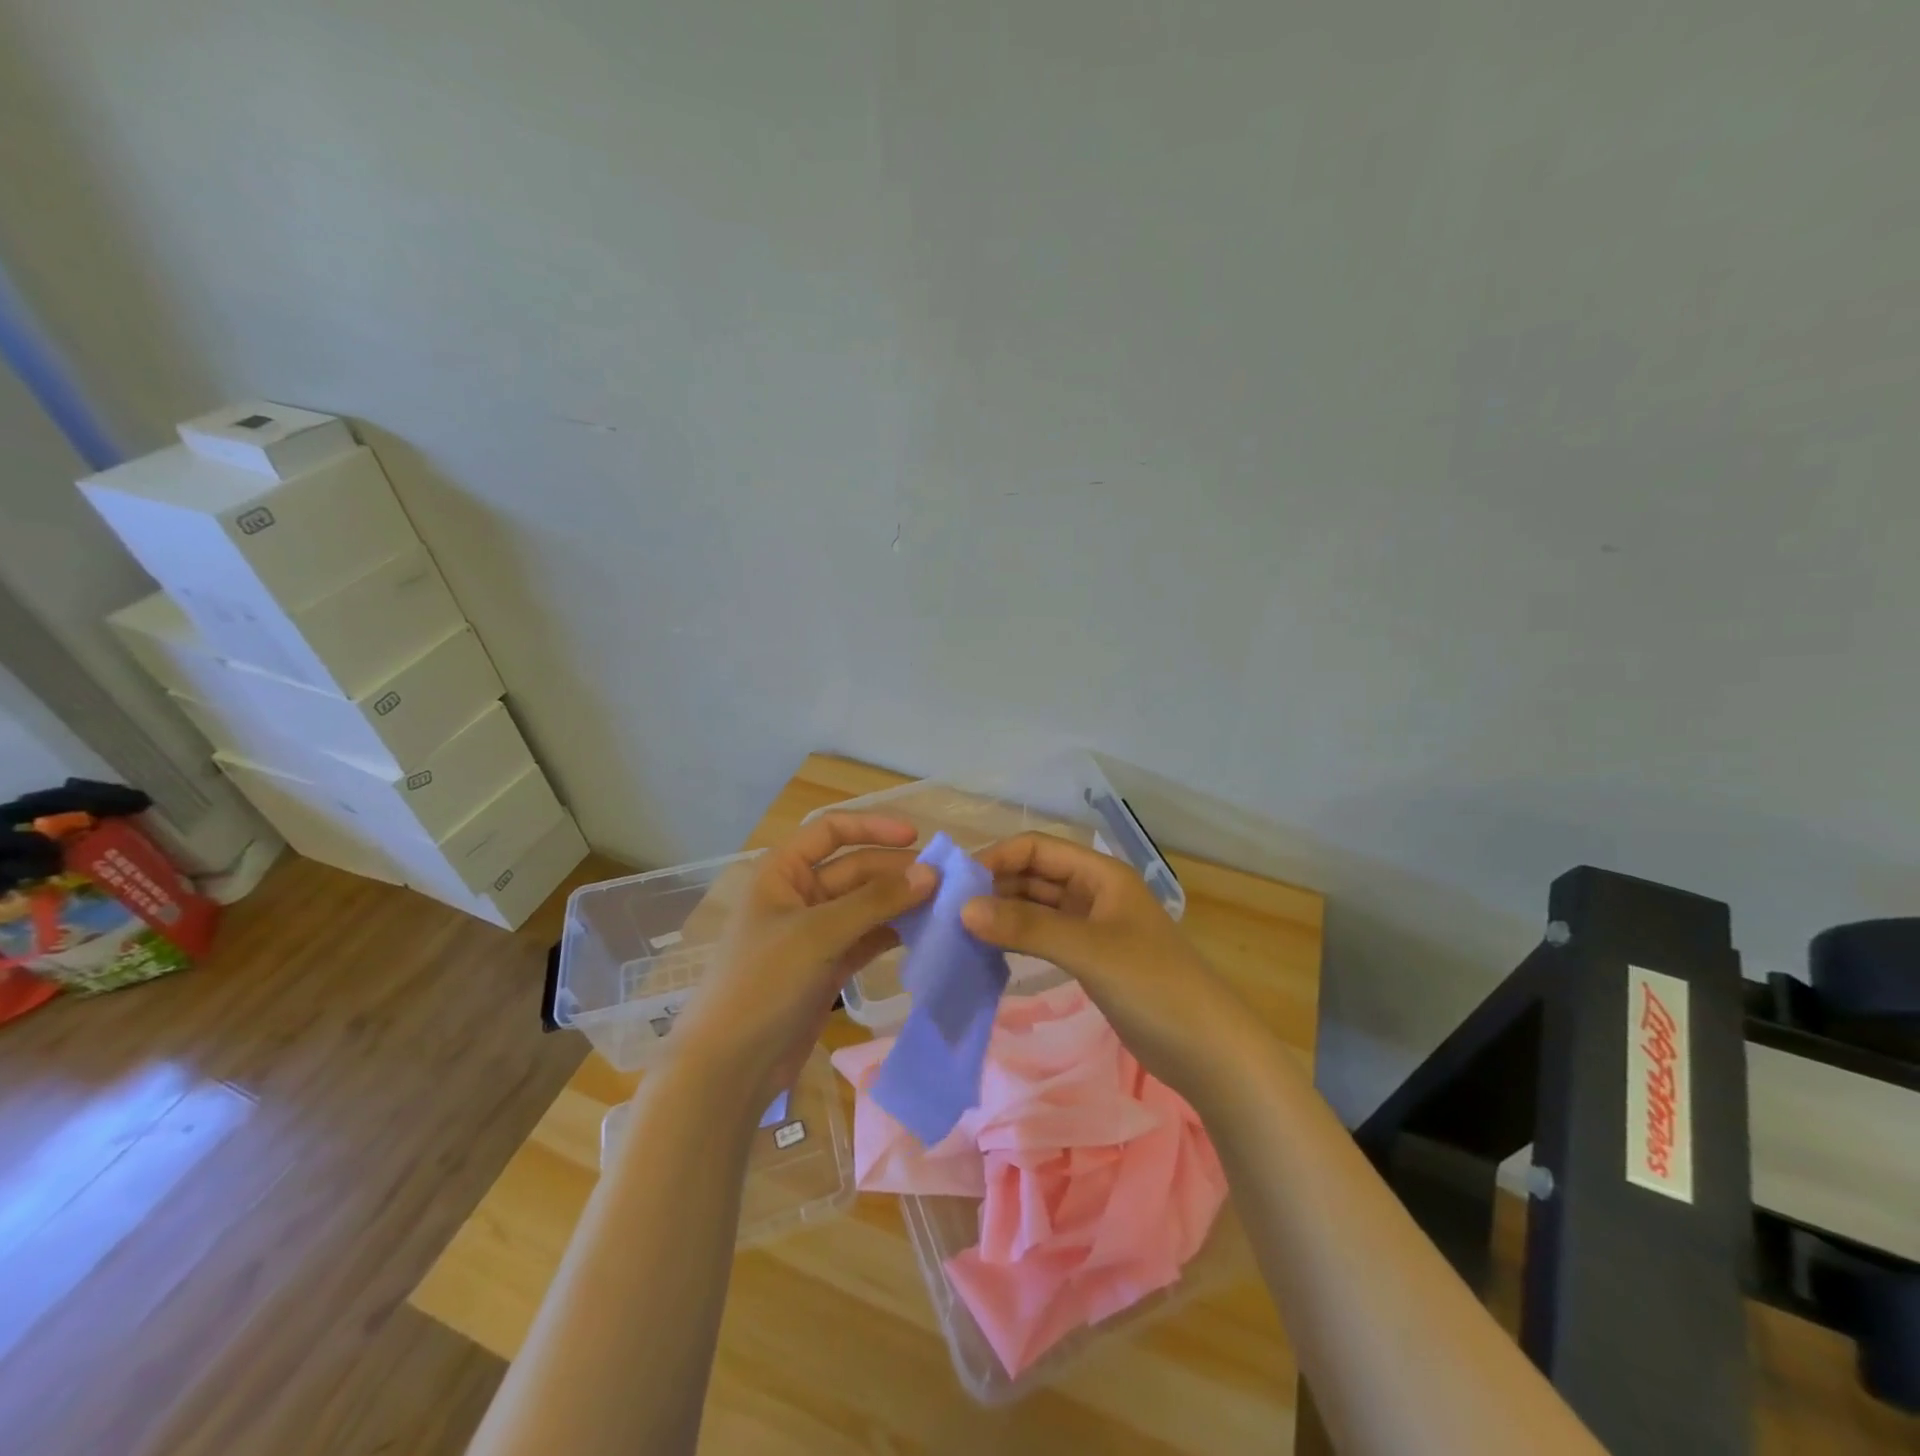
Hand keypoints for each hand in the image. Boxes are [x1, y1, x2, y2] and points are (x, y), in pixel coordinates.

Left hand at [667, 813, 936, 1106]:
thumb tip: (930, 873)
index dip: (873, 827)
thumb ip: (876, 901)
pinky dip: (892, 934)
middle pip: (854, 869)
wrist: (730, 1067)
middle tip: (944, 882)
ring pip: (865, 905)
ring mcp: (814, 934)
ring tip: (943, 907)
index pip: (831, 830)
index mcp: (782, 872)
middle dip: (895, 872)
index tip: (917, 838)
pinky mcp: (827, 967)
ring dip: (899, 904)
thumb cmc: (764, 983)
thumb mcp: (819, 934)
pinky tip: (924, 934)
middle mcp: (799, 895)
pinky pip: (866, 938)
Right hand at [962, 833, 1248, 1099]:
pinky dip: (1017, 939)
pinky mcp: (1089, 958)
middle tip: (947, 910)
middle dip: (994, 887)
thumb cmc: (1153, 986)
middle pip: (1034, 875)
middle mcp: (1093, 892)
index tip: (955, 883)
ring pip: (1036, 907)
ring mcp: (1091, 926)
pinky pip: (1043, 937)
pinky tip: (986, 952)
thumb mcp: (1089, 951)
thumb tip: (963, 909)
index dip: (996, 858)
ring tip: (958, 931)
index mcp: (1100, 873)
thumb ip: (1028, 928)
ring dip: (1002, 914)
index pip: (1037, 848)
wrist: (1208, 1050)